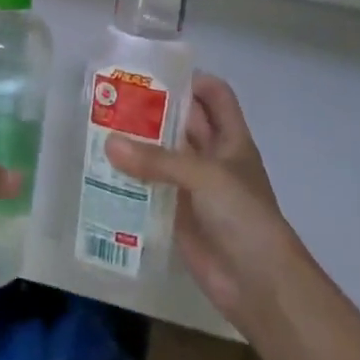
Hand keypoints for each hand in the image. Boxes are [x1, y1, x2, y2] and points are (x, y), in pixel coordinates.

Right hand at [104, 74, 304, 328]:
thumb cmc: (243, 216)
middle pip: (182, 122)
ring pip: (163, 154)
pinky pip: (151, 188)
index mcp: (230, 139)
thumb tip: (109, 144)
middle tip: (113, 98)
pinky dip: (131, 180)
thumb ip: (156, 159)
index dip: (190, 80)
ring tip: (100, 129)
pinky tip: (103, 172)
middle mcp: (212, 157)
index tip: (153, 73)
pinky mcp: (178, 214)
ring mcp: (195, 187)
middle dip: (152, 109)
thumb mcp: (204, 176)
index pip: (214, 95)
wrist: (260, 285)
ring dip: (138, 143)